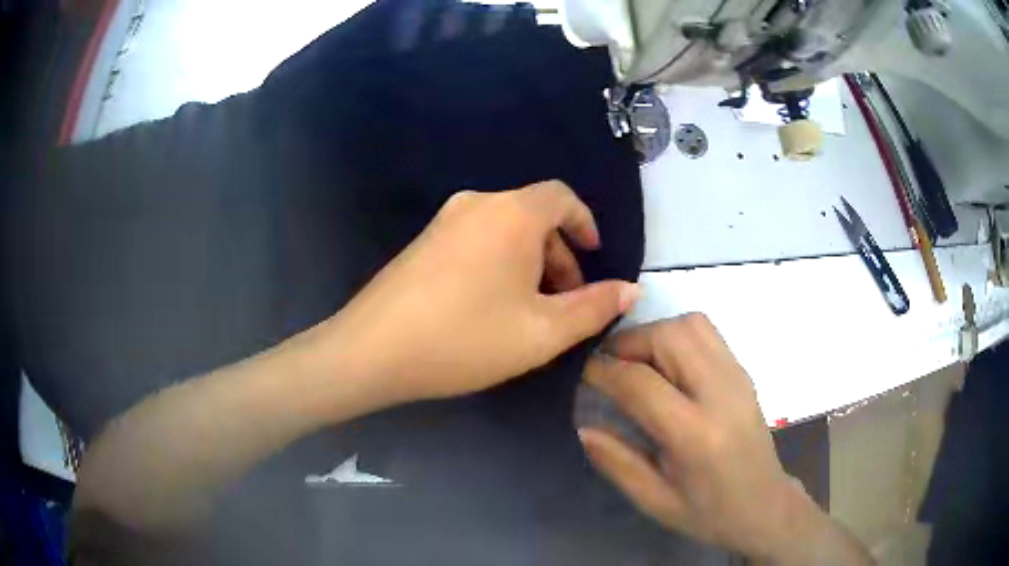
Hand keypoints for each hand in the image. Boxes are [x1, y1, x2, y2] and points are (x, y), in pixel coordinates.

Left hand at [323, 180, 638, 403]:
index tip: (595, 256)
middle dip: (559, 254)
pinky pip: (477, 239)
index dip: (585, 223)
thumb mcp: (542, 332)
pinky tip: (491, 305)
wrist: (372, 350)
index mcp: (511, 214)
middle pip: (534, 216)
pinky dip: (499, 262)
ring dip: (529, 261)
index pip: (562, 197)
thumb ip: (595, 307)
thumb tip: (633, 289)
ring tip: (530, 309)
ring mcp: (444, 220)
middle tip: (565, 300)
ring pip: (505, 230)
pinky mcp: (423, 241)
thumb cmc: (465, 339)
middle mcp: (477, 204)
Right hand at [579, 315, 871, 563]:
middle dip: (628, 342)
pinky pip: (706, 332)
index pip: (641, 383)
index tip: (584, 374)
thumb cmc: (708, 512)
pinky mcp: (743, 371)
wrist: (764, 504)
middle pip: (669, 337)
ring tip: (636, 361)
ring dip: (654, 333)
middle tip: (609, 365)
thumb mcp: (654, 501)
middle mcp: (721, 394)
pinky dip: (676, 334)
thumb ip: (616, 462)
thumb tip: (584, 425)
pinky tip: (665, 364)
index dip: (603, 371)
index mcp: (695, 435)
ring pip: (691, 324)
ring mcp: (737, 377)